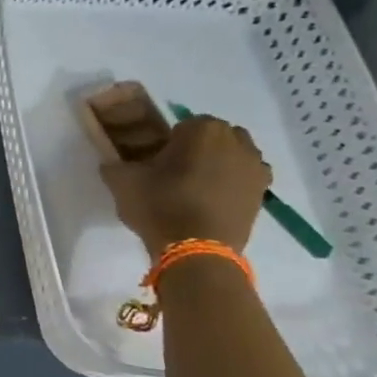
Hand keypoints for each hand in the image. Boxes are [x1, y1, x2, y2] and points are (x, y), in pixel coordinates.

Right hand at [100, 115, 271, 255]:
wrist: (197, 251)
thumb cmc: (160, 206)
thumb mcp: (122, 181)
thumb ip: (115, 165)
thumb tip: (113, 163)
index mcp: (203, 129)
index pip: (183, 125)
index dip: (168, 143)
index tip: (156, 162)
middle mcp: (237, 141)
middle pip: (213, 137)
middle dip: (198, 149)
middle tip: (175, 173)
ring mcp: (255, 167)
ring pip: (232, 157)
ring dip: (218, 165)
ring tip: (195, 189)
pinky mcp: (263, 194)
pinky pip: (243, 180)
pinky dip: (231, 185)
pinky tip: (211, 203)